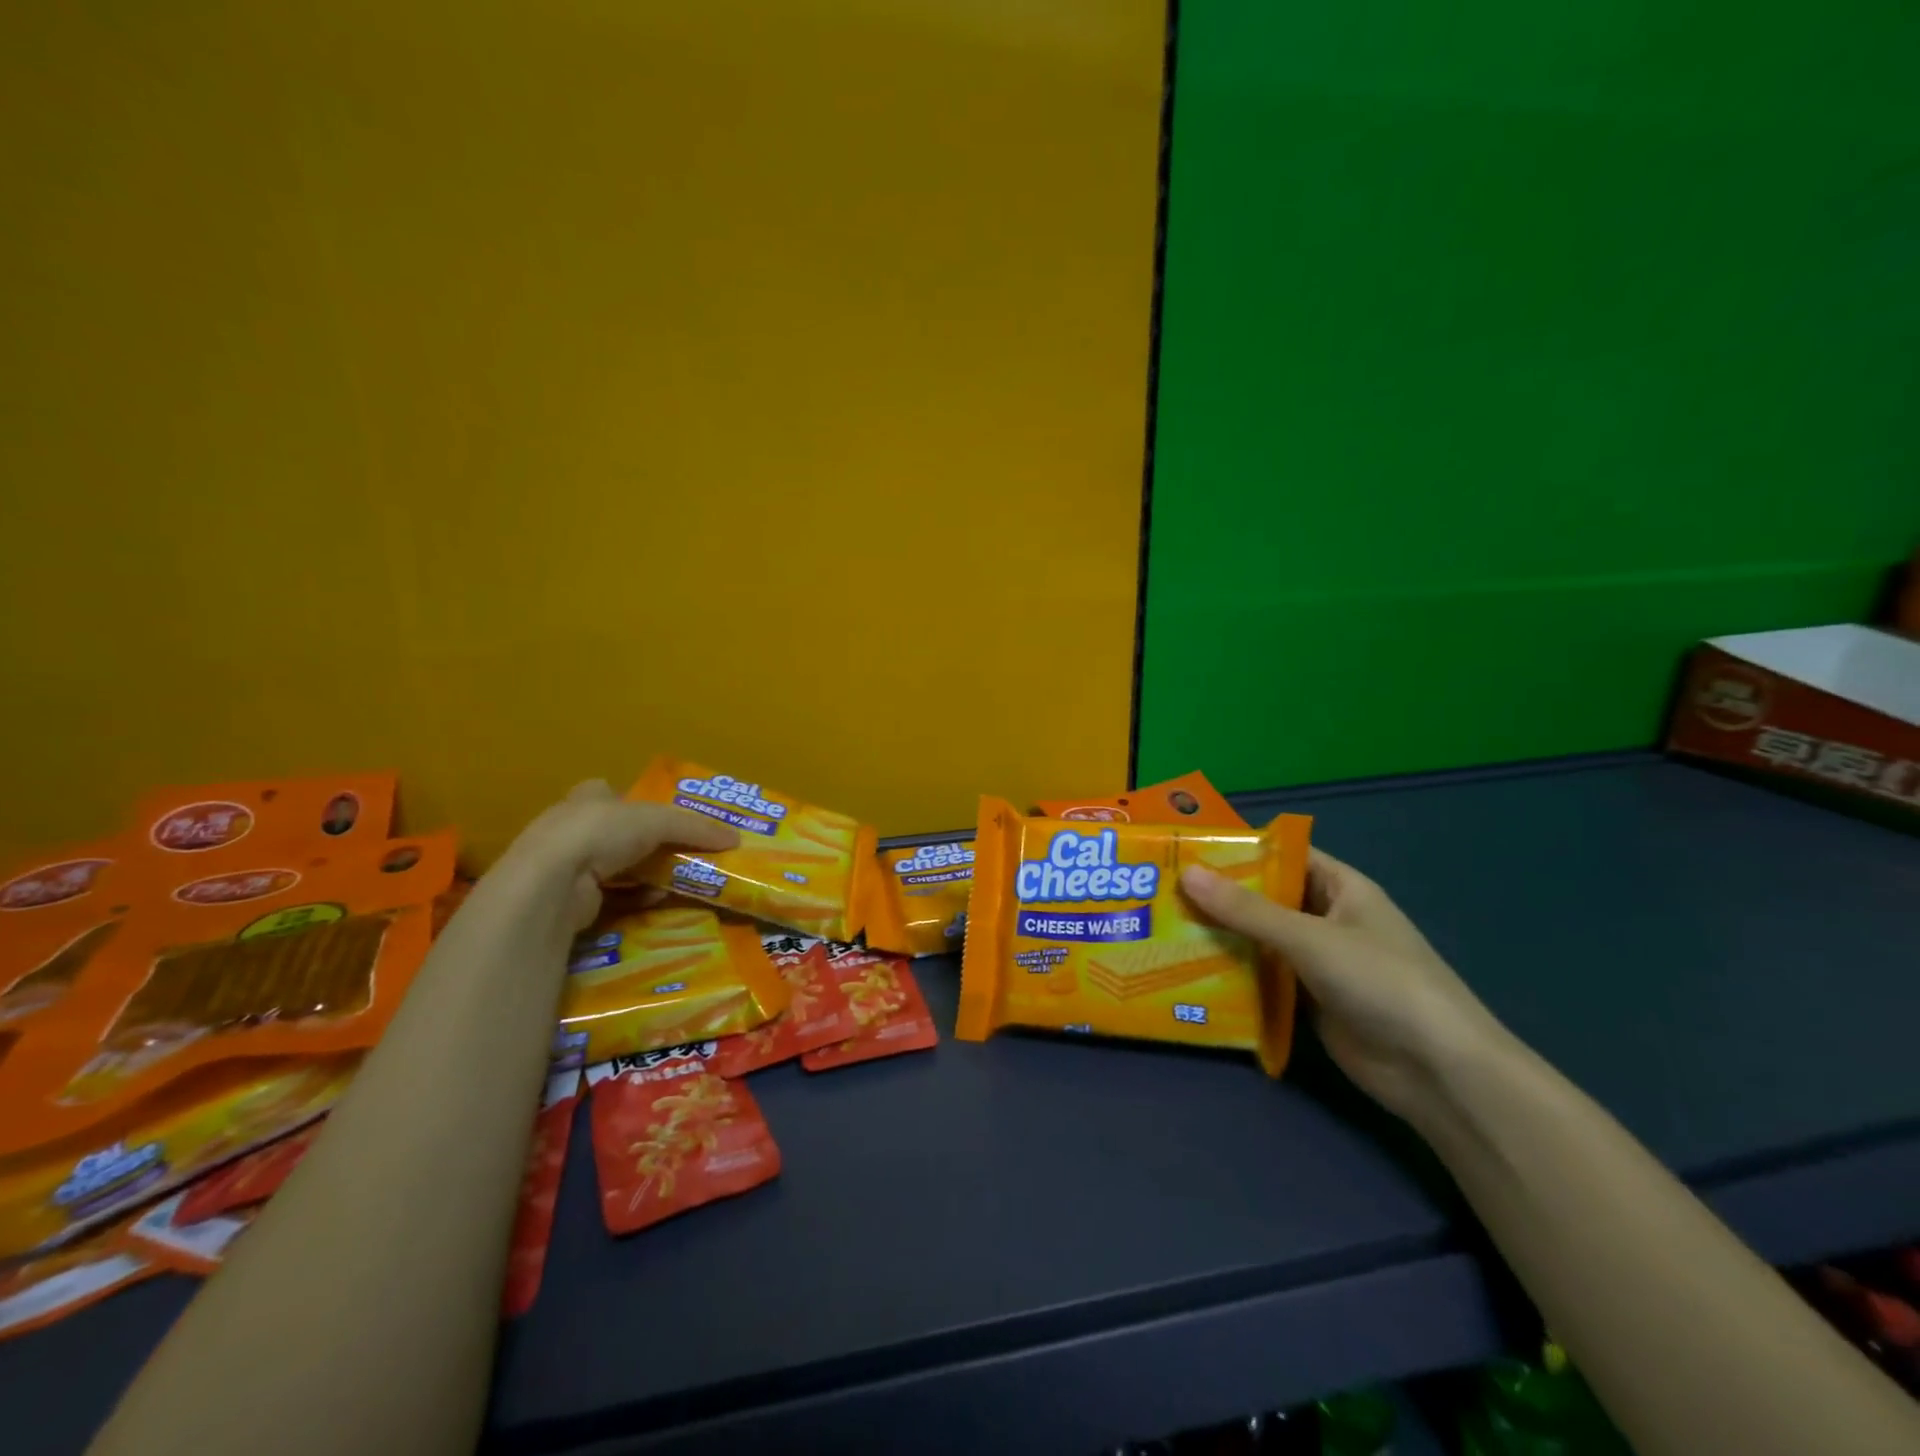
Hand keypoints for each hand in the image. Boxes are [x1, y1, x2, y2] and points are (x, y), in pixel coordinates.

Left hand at [505, 780, 738, 930]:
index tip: (663, 818)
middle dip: (647, 843)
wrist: (552, 883)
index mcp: (587, 798)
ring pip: (615, 867)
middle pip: (617, 832)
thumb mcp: (658, 820)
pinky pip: (611, 897)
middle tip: (681, 853)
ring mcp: (566, 866)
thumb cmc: (600, 833)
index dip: (636, 803)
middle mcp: (572, 828)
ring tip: (676, 881)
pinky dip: (636, 898)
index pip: (611, 793)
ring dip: (645, 874)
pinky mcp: (568, 899)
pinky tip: (656, 900)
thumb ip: (696, 827)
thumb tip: (735, 839)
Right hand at [1181, 850, 1508, 1121]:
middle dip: (1220, 896)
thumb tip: (1186, 874)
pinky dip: (1233, 975)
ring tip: (1164, 929)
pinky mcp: (1309, 1000)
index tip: (1187, 849)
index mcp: (1340, 887)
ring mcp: (1318, 961)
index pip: (1284, 854)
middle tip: (1161, 891)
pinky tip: (1189, 973)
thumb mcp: (1310, 938)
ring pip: (1261, 939)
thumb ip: (1248, 910)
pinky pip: (1264, 978)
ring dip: (1222, 937)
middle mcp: (1327, 918)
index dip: (1239, 850)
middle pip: (1266, 898)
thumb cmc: (1381, 982)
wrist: (1437, 1071)